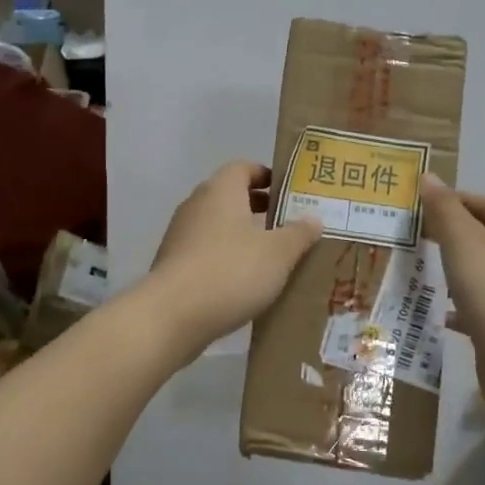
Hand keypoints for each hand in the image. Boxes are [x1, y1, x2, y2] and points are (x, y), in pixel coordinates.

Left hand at [148, 161, 322, 349]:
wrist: (171, 316)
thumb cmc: (231, 271)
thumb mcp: (278, 253)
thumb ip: (298, 233)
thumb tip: (314, 218)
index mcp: (221, 191)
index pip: (244, 168)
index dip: (267, 176)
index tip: (290, 193)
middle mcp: (197, 205)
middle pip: (231, 197)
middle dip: (259, 209)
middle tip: (290, 225)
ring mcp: (180, 236)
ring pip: (218, 227)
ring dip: (243, 237)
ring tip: (273, 258)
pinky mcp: (174, 265)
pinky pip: (207, 253)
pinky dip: (226, 260)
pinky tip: (246, 283)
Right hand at [420, 176, 484, 377]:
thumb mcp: (464, 242)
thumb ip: (444, 210)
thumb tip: (428, 177)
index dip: (452, 202)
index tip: (417, 207)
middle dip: (451, 237)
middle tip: (414, 237)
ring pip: (484, 274)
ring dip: (456, 271)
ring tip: (422, 270)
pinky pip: (484, 308)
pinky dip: (463, 306)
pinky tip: (440, 312)